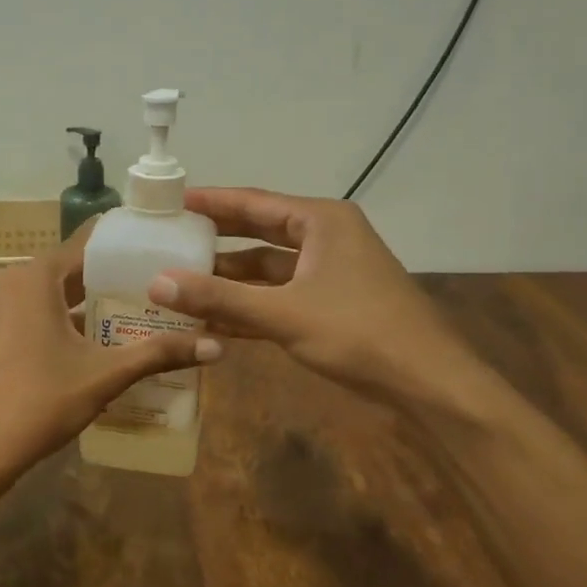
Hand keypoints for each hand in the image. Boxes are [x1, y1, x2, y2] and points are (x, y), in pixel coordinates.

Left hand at [0, 223, 222, 480]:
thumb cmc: (40, 401)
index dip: (122, 243)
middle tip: (151, 285)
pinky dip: (52, 317)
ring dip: (78, 301)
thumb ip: (159, 354)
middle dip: (105, 278)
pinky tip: (82, 341)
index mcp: (34, 278)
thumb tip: (218, 346)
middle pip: (64, 269)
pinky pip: (23, 312)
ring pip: (43, 292)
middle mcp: (6, 281)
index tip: (156, 246)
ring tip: (125, 312)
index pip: (85, 243)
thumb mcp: (104, 376)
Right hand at [150, 188, 493, 408]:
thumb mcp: (283, 314)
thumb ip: (219, 298)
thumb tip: (157, 283)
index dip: (209, 201)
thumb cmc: (360, 333)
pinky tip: (210, 320)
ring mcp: (329, 273)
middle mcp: (325, 238)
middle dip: (214, 240)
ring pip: (266, 269)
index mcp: (320, 221)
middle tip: (167, 239)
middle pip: (258, 232)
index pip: (253, 202)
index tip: (169, 201)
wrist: (428, 384)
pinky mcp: (330, 305)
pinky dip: (248, 307)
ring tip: (178, 284)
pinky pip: (278, 297)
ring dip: (228, 280)